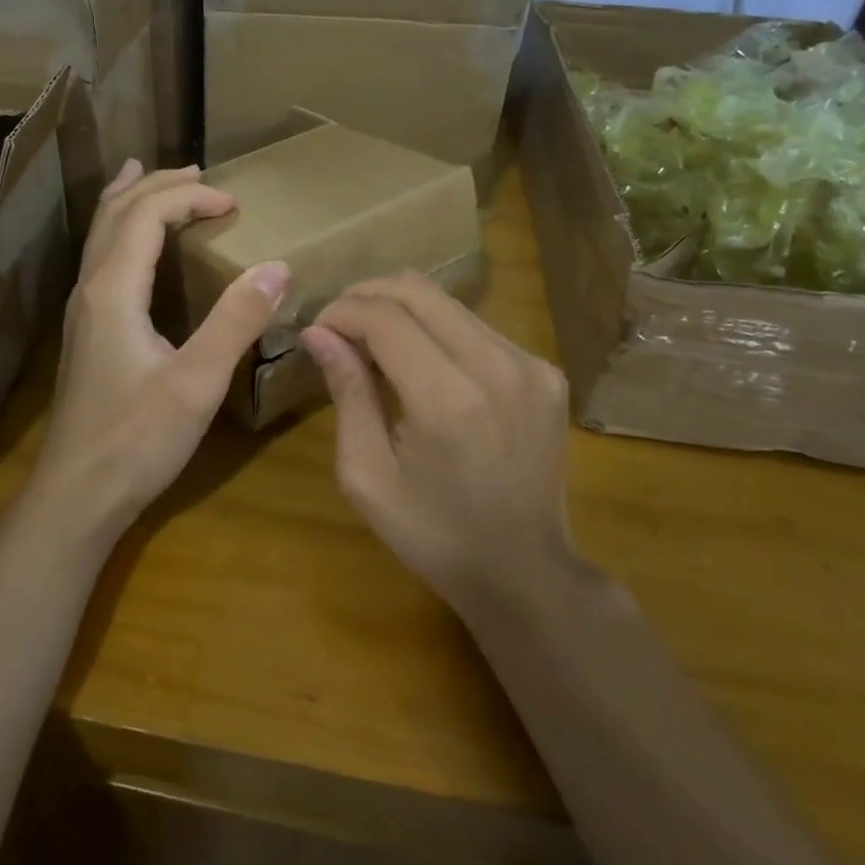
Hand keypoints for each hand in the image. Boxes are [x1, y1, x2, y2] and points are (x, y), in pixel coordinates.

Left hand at [33, 161, 288, 540]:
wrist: (77, 495)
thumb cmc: (137, 440)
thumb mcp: (197, 382)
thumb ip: (236, 322)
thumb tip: (278, 266)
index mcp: (114, 289)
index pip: (146, 214)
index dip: (189, 196)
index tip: (234, 203)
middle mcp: (91, 288)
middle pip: (116, 212)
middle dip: (157, 184)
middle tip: (199, 172)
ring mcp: (83, 310)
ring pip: (102, 233)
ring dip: (132, 200)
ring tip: (154, 177)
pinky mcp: (88, 331)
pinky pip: (103, 257)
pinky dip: (123, 229)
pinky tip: (136, 246)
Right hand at [300, 273, 577, 617]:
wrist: (526, 573)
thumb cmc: (434, 534)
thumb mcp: (368, 475)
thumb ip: (347, 393)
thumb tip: (318, 333)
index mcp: (447, 400)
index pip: (384, 317)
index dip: (342, 311)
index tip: (317, 329)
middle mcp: (495, 367)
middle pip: (418, 291)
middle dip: (367, 296)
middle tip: (339, 323)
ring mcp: (529, 365)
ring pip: (449, 303)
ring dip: (402, 309)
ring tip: (373, 339)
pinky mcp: (546, 371)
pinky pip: (477, 327)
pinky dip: (439, 330)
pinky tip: (422, 362)